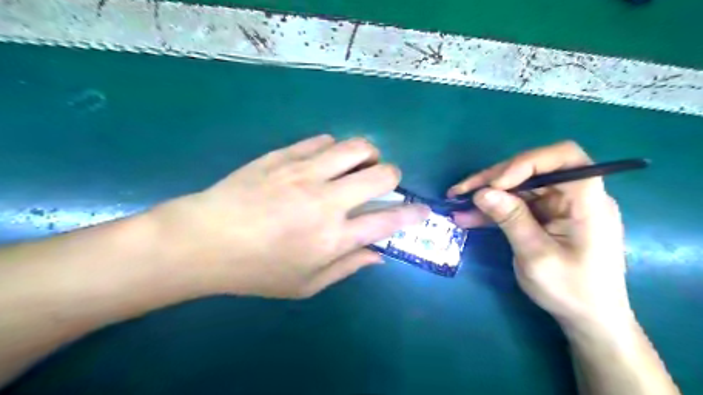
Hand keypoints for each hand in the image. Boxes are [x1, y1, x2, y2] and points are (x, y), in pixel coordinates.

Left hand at [154, 135, 428, 299]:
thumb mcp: (305, 285)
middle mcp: (327, 200)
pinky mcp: (285, 156)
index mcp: (334, 237)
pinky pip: (323, 140)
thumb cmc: (256, 271)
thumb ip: (347, 268)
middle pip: (382, 174)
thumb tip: (378, 255)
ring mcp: (305, 172)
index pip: (389, 220)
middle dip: (393, 178)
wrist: (204, 240)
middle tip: (383, 185)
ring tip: (357, 166)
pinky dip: (334, 149)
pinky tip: (325, 161)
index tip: (422, 210)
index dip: (413, 214)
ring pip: (357, 147)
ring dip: (368, 156)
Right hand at [447, 141, 634, 326]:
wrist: (588, 318)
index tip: (495, 184)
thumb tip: (482, 192)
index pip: (563, 157)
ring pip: (518, 187)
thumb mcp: (536, 256)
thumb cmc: (572, 290)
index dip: (526, 162)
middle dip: (494, 179)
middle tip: (461, 191)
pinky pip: (515, 205)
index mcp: (586, 201)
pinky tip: (467, 217)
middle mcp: (573, 196)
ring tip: (456, 202)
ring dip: (486, 194)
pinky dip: (492, 210)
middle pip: (531, 170)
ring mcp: (557, 206)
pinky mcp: (544, 216)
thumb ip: (511, 220)